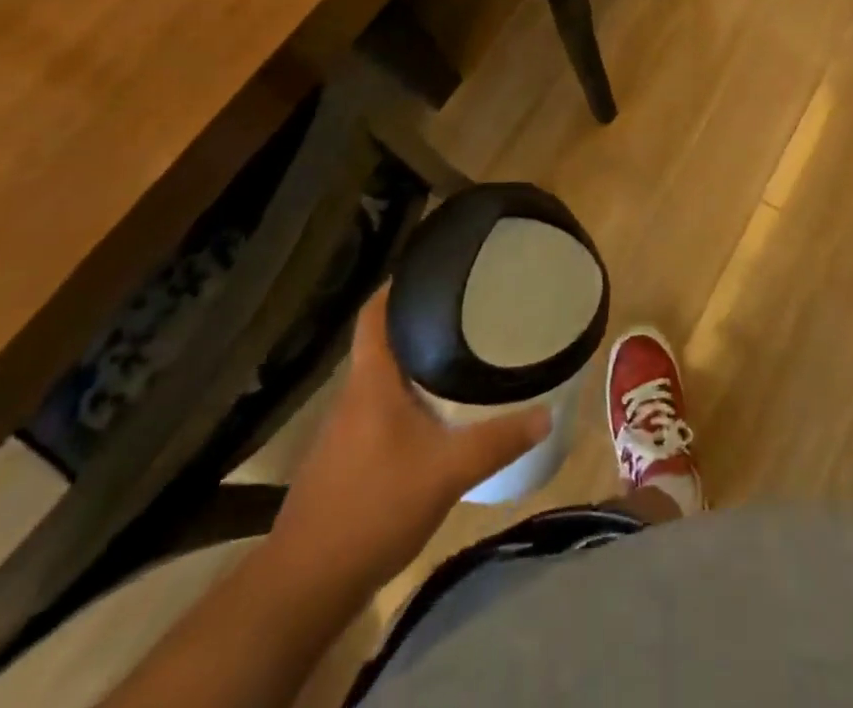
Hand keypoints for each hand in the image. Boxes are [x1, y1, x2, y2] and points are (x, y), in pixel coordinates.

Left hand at [269, 286, 550, 589]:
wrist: (305, 585)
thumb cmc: (374, 508)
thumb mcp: (448, 471)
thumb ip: (498, 440)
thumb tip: (547, 413)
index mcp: (371, 382)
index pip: (374, 314)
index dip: (396, 285)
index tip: (430, 267)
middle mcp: (352, 396)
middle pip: (382, 343)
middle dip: (418, 324)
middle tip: (464, 311)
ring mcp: (343, 432)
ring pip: (381, 380)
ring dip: (413, 366)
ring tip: (456, 356)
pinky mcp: (343, 462)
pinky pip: (377, 412)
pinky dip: (404, 401)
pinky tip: (432, 418)